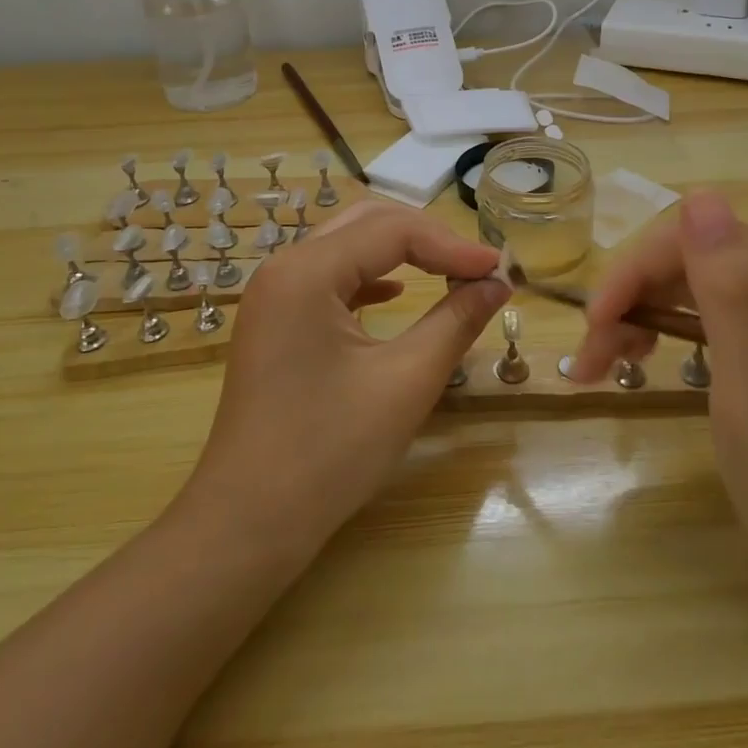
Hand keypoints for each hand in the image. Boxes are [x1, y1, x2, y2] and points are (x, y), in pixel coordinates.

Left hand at [179, 201, 509, 562]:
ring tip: (451, 274)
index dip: (452, 246)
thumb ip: (456, 321)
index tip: (500, 271)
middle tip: (477, 269)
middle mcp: (284, 267)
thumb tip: (498, 284)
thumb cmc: (328, 454)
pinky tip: (398, 294)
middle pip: (368, 223)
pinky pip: (331, 276)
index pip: (393, 231)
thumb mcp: (405, 383)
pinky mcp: (277, 320)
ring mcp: (275, 293)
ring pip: (349, 245)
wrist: (247, 524)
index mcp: (307, 271)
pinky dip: (371, 276)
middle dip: (428, 239)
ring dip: (401, 253)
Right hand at [574, 192, 747, 629]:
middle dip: (634, 298)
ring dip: (643, 315)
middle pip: (697, 260)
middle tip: (591, 358)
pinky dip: (670, 333)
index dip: (637, 272)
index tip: (594, 328)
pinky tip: (646, 358)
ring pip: (699, 286)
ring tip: (604, 363)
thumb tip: (700, 196)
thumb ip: (729, 295)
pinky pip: (716, 317)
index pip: (702, 241)